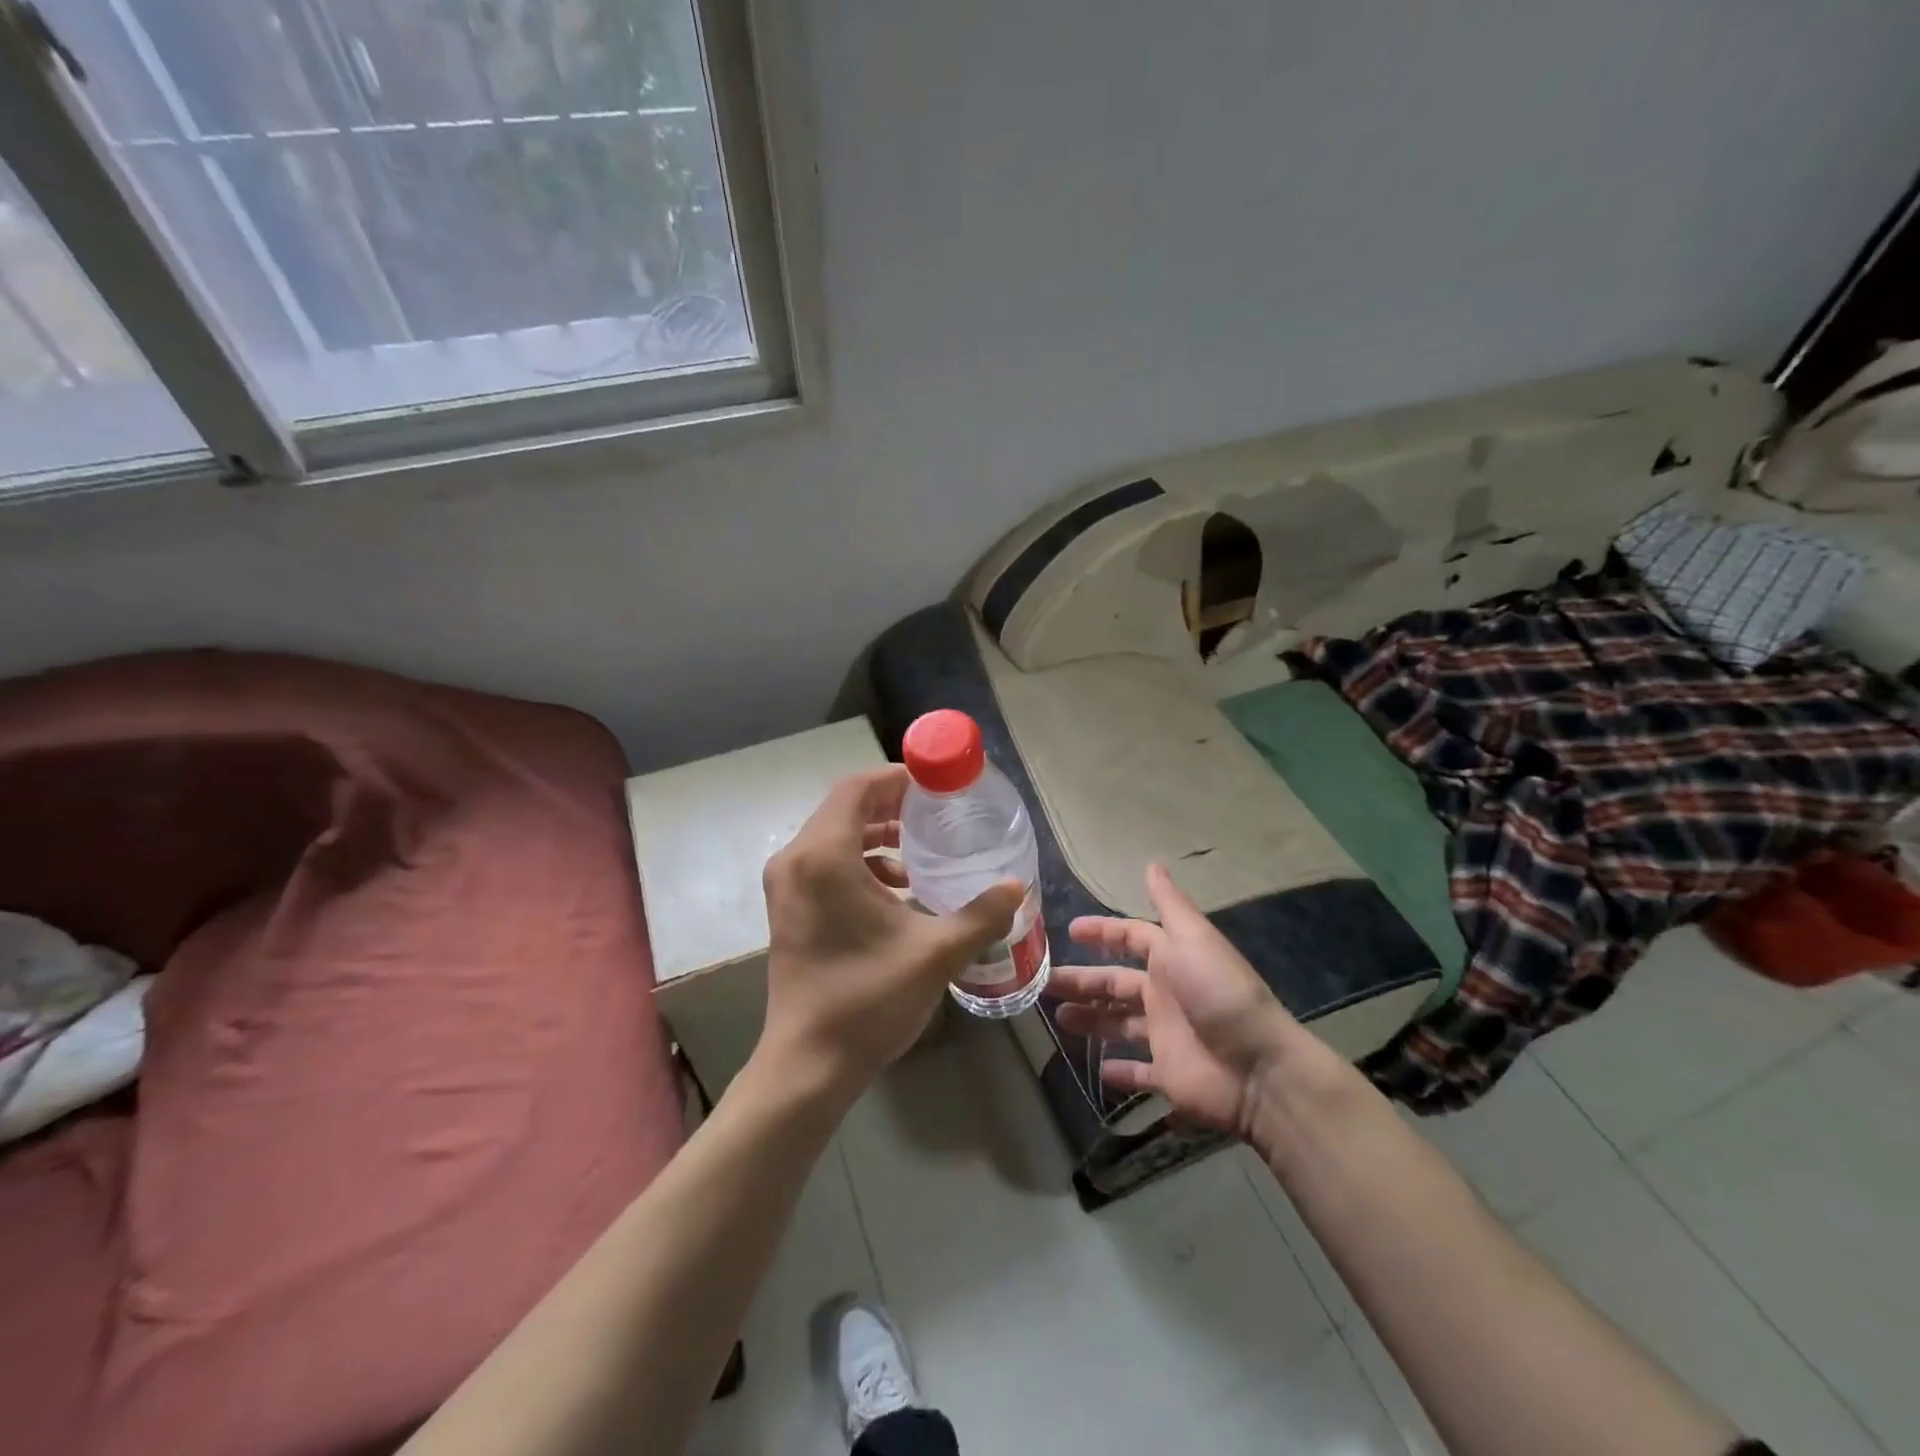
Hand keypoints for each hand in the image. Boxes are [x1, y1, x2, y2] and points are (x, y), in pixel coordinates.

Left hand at [758, 766, 1023, 1096]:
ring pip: (833, 835)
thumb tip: (1016, 887)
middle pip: (844, 807)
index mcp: (823, 857)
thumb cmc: (868, 999)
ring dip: (875, 833)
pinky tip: (896, 887)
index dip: (896, 778)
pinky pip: (824, 862)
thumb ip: (981, 914)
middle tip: (936, 812)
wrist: (809, 1063)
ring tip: (919, 849)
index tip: (935, 785)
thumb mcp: (935, 953)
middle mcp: (795, 860)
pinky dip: (859, 860)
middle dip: (891, 804)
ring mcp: (785, 885)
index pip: (857, 788)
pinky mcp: (786, 908)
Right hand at [1051, 864, 1343, 1138]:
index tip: (1069, 931)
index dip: (1102, 933)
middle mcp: (1165, 994)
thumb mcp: (1193, 940)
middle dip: (1082, 980)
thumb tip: (1152, 864)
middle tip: (1045, 982)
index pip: (1130, 939)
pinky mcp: (1168, 1076)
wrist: (1258, 1068)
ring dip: (1090, 1019)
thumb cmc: (1219, 994)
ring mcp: (1166, 1036)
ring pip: (1118, 1024)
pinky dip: (1120, 1071)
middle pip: (1115, 983)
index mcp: (1171, 960)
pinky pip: (1138, 1072)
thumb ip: (1169, 905)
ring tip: (1058, 1018)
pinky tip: (1096, 1070)